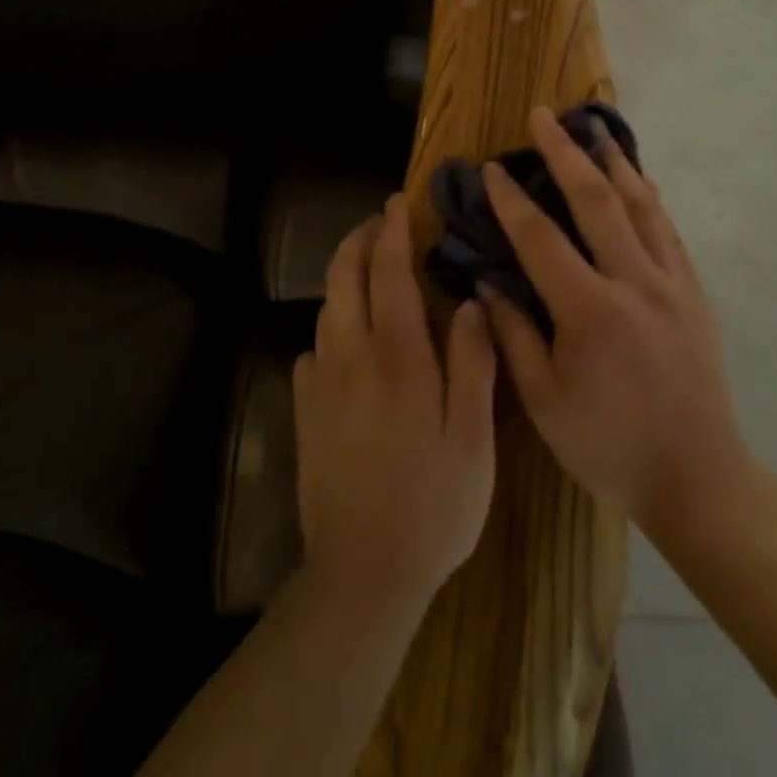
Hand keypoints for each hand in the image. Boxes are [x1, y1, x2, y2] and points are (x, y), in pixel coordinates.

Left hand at [294, 195, 497, 618]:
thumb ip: (473, 363)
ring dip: (344, 276)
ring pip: (326, 307)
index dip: (392, 231)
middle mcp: (351, 356)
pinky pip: (313, 347)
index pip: (389, 272)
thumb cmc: (433, 505)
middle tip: (380, 223)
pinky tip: (349, 339)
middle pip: (344, 275)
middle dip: (359, 238)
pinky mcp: (303, 409)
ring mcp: (320, 382)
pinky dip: (332, 324)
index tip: (398, 203)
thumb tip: (471, 302)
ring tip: (369, 269)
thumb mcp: (473, 439)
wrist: (362, 573)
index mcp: (398, 357)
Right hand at [482, 106, 748, 540]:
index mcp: (591, 313)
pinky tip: (636, 179)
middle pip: (596, 201)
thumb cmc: (608, 447)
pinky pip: (667, 230)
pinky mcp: (695, 293)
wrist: (699, 480)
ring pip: (641, 205)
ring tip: (592, 128)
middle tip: (541, 116)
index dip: (510, 200)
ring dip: (612, 161)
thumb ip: (513, 333)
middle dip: (564, 153)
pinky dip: (647, 196)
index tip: (490, 168)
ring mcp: (673, 284)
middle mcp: (636, 284)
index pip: (540, 239)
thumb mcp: (544, 401)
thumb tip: (487, 280)